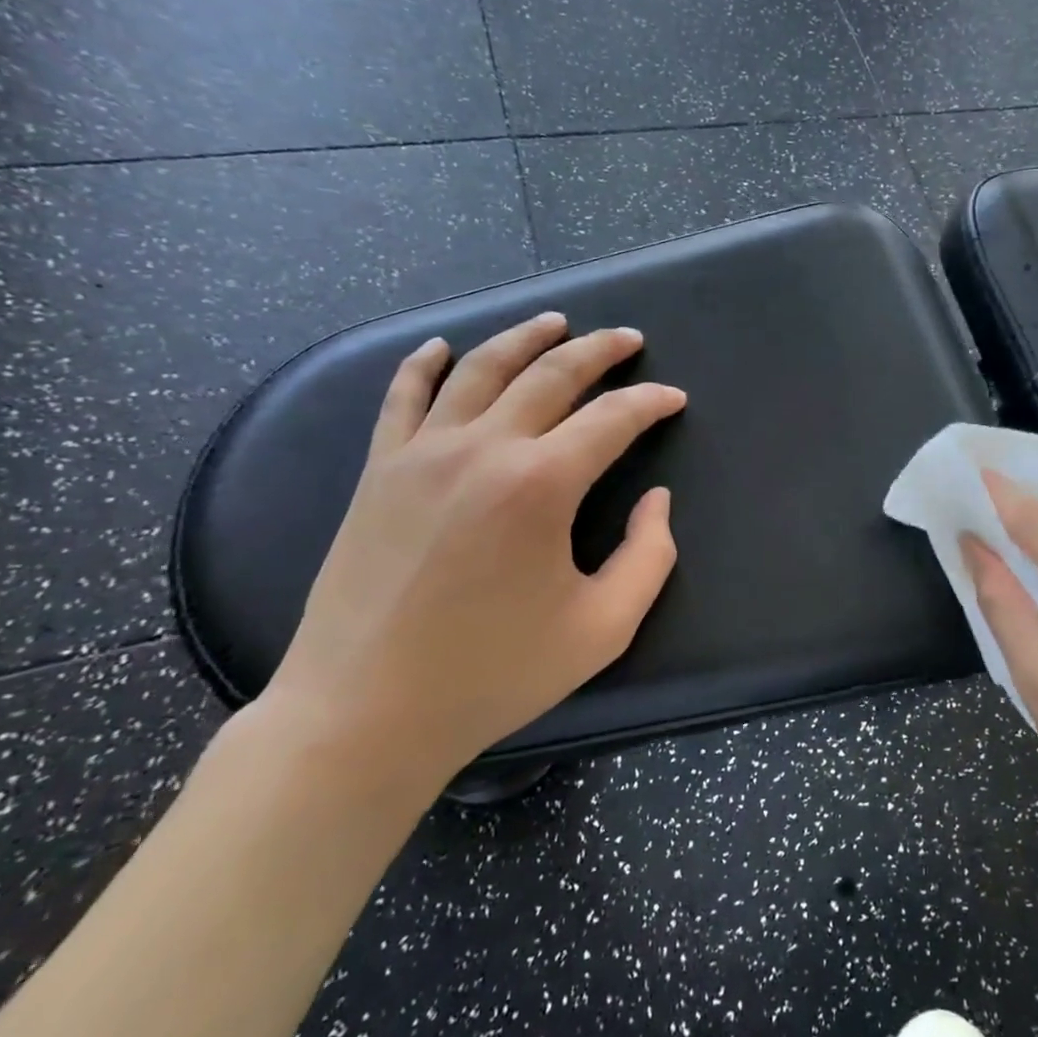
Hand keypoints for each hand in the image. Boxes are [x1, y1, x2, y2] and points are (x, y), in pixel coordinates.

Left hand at [257, 313, 685, 789]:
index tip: (674, 398)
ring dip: (525, 338)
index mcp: (541, 484)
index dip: (651, 401)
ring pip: (481, 369)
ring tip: (556, 321)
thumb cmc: (493, 675)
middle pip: (551, 374)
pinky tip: (441, 346)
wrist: (363, 715)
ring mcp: (422, 453)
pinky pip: (402, 397)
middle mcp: (483, 448)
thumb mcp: (603, 628)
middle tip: (628, 338)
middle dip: (599, 349)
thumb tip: (657, 499)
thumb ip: (650, 556)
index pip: (612, 418)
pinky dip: (423, 364)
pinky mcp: (379, 471)